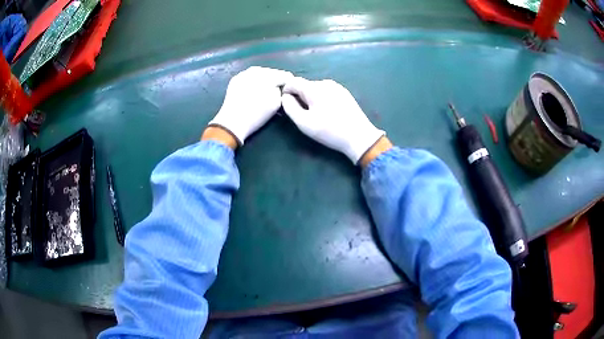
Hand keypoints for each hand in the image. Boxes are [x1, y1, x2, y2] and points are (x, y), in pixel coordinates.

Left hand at [209, 66, 292, 144]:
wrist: (232, 122)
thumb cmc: (257, 114)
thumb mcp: (277, 103)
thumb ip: (282, 91)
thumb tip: (281, 86)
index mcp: (268, 74)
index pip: (285, 75)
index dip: (290, 84)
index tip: (291, 92)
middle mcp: (256, 69)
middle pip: (272, 73)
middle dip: (276, 81)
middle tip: (279, 92)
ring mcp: (244, 73)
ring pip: (260, 74)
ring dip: (265, 81)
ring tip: (266, 92)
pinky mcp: (235, 80)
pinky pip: (249, 78)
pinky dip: (254, 83)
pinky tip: (254, 92)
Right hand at [281, 77, 384, 163]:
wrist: (359, 136)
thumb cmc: (330, 131)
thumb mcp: (304, 123)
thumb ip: (290, 107)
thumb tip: (285, 97)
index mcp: (314, 88)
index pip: (293, 81)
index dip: (286, 91)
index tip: (286, 105)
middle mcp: (325, 82)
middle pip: (305, 85)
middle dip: (299, 96)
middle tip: (302, 114)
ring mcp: (337, 87)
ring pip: (316, 89)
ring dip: (311, 98)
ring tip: (315, 115)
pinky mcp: (344, 93)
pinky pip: (327, 92)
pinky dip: (321, 99)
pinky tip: (327, 113)